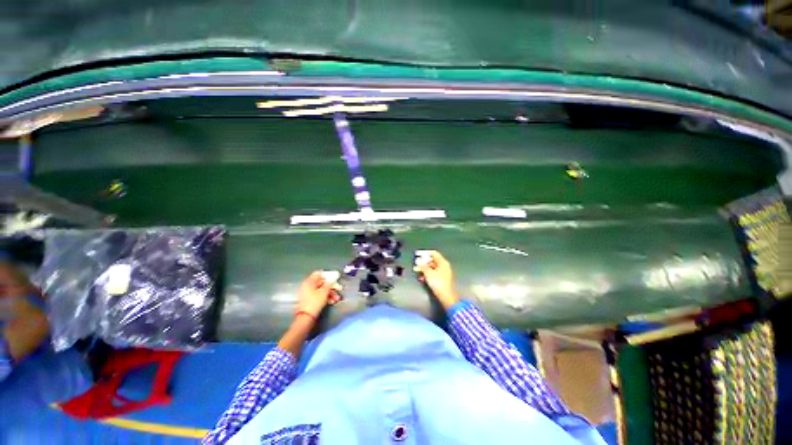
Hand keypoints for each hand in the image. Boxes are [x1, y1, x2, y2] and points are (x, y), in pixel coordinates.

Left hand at [296, 271, 340, 318]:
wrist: (306, 318)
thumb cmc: (315, 302)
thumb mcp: (324, 292)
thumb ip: (329, 284)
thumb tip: (333, 278)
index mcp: (309, 282)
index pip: (319, 273)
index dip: (327, 275)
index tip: (335, 278)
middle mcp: (308, 286)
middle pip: (322, 283)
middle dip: (332, 286)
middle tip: (339, 289)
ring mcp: (309, 294)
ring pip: (322, 290)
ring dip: (331, 293)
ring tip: (337, 298)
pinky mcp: (311, 301)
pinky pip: (320, 296)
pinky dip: (327, 298)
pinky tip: (333, 301)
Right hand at [413, 251, 459, 309]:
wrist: (446, 296)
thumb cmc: (438, 282)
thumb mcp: (428, 273)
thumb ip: (423, 266)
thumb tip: (419, 263)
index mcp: (442, 262)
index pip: (433, 253)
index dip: (425, 253)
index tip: (418, 254)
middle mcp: (444, 266)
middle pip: (432, 260)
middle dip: (423, 262)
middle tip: (416, 263)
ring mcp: (443, 272)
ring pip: (432, 267)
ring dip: (424, 268)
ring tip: (416, 270)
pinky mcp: (441, 279)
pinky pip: (433, 273)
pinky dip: (427, 274)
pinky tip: (421, 277)